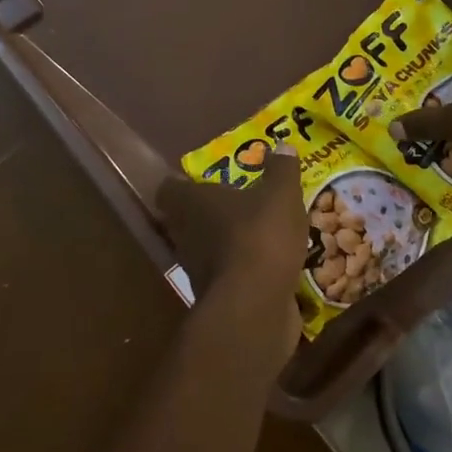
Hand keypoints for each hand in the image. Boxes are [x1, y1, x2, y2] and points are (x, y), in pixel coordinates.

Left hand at [157, 145, 306, 360]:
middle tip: (234, 201)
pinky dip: (241, 268)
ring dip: (224, 241)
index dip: (181, 183)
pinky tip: (266, 263)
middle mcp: (185, 234)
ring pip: (205, 247)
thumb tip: (282, 144)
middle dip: (207, 212)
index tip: (199, 178)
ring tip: (254, 231)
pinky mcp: (216, 297)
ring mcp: (197, 269)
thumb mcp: (280, 195)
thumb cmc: (260, 237)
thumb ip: (281, 170)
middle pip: (186, 218)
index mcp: (191, 203)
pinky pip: (226, 274)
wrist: (255, 307)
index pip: (169, 188)